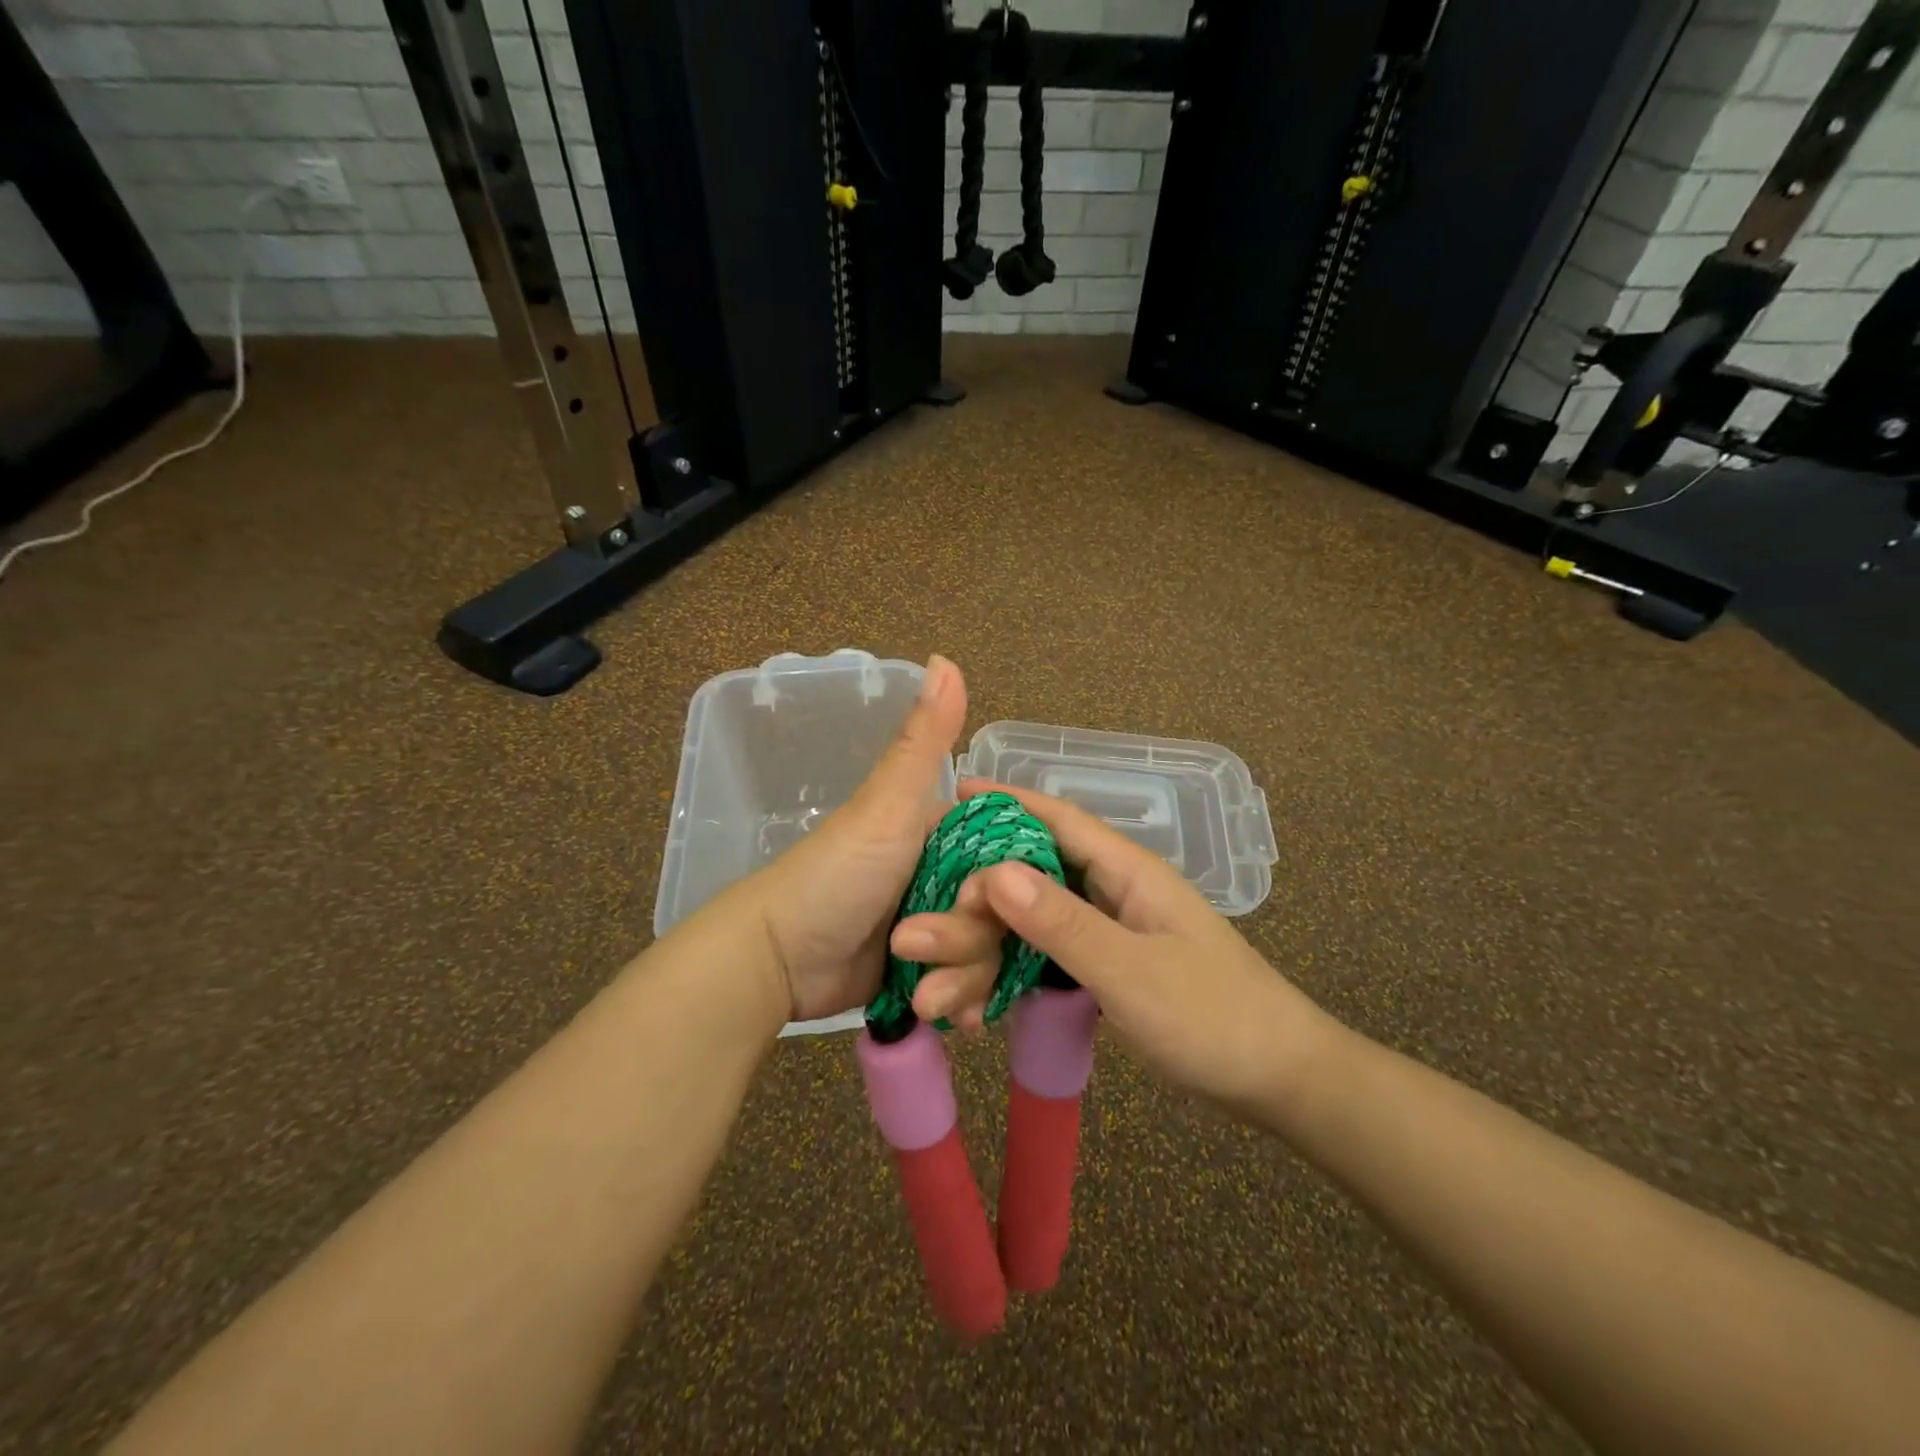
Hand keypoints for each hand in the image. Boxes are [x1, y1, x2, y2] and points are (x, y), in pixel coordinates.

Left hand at [741, 654, 987, 1023]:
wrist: (775, 958)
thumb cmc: (835, 875)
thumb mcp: (885, 806)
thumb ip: (922, 741)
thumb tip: (944, 658)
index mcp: (947, 831)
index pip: (1011, 856)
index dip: (1010, 884)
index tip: (986, 902)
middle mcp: (948, 874)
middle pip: (1004, 913)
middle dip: (970, 942)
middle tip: (917, 950)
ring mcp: (936, 925)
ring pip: (988, 954)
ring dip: (959, 978)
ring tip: (922, 995)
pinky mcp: (924, 970)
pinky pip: (966, 986)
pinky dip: (959, 1001)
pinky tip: (949, 1018)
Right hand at [902, 781, 1332, 1112]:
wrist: (1276, 1080)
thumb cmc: (1212, 1017)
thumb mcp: (1131, 971)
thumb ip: (1062, 923)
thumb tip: (993, 871)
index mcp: (1126, 872)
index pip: (1057, 820)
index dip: (1006, 802)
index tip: (954, 792)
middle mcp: (1113, 890)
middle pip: (1034, 874)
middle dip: (976, 893)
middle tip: (921, 912)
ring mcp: (1111, 929)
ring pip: (1035, 920)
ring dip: (988, 943)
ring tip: (935, 974)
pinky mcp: (1108, 966)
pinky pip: (1047, 956)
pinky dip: (1013, 970)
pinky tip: (979, 1000)